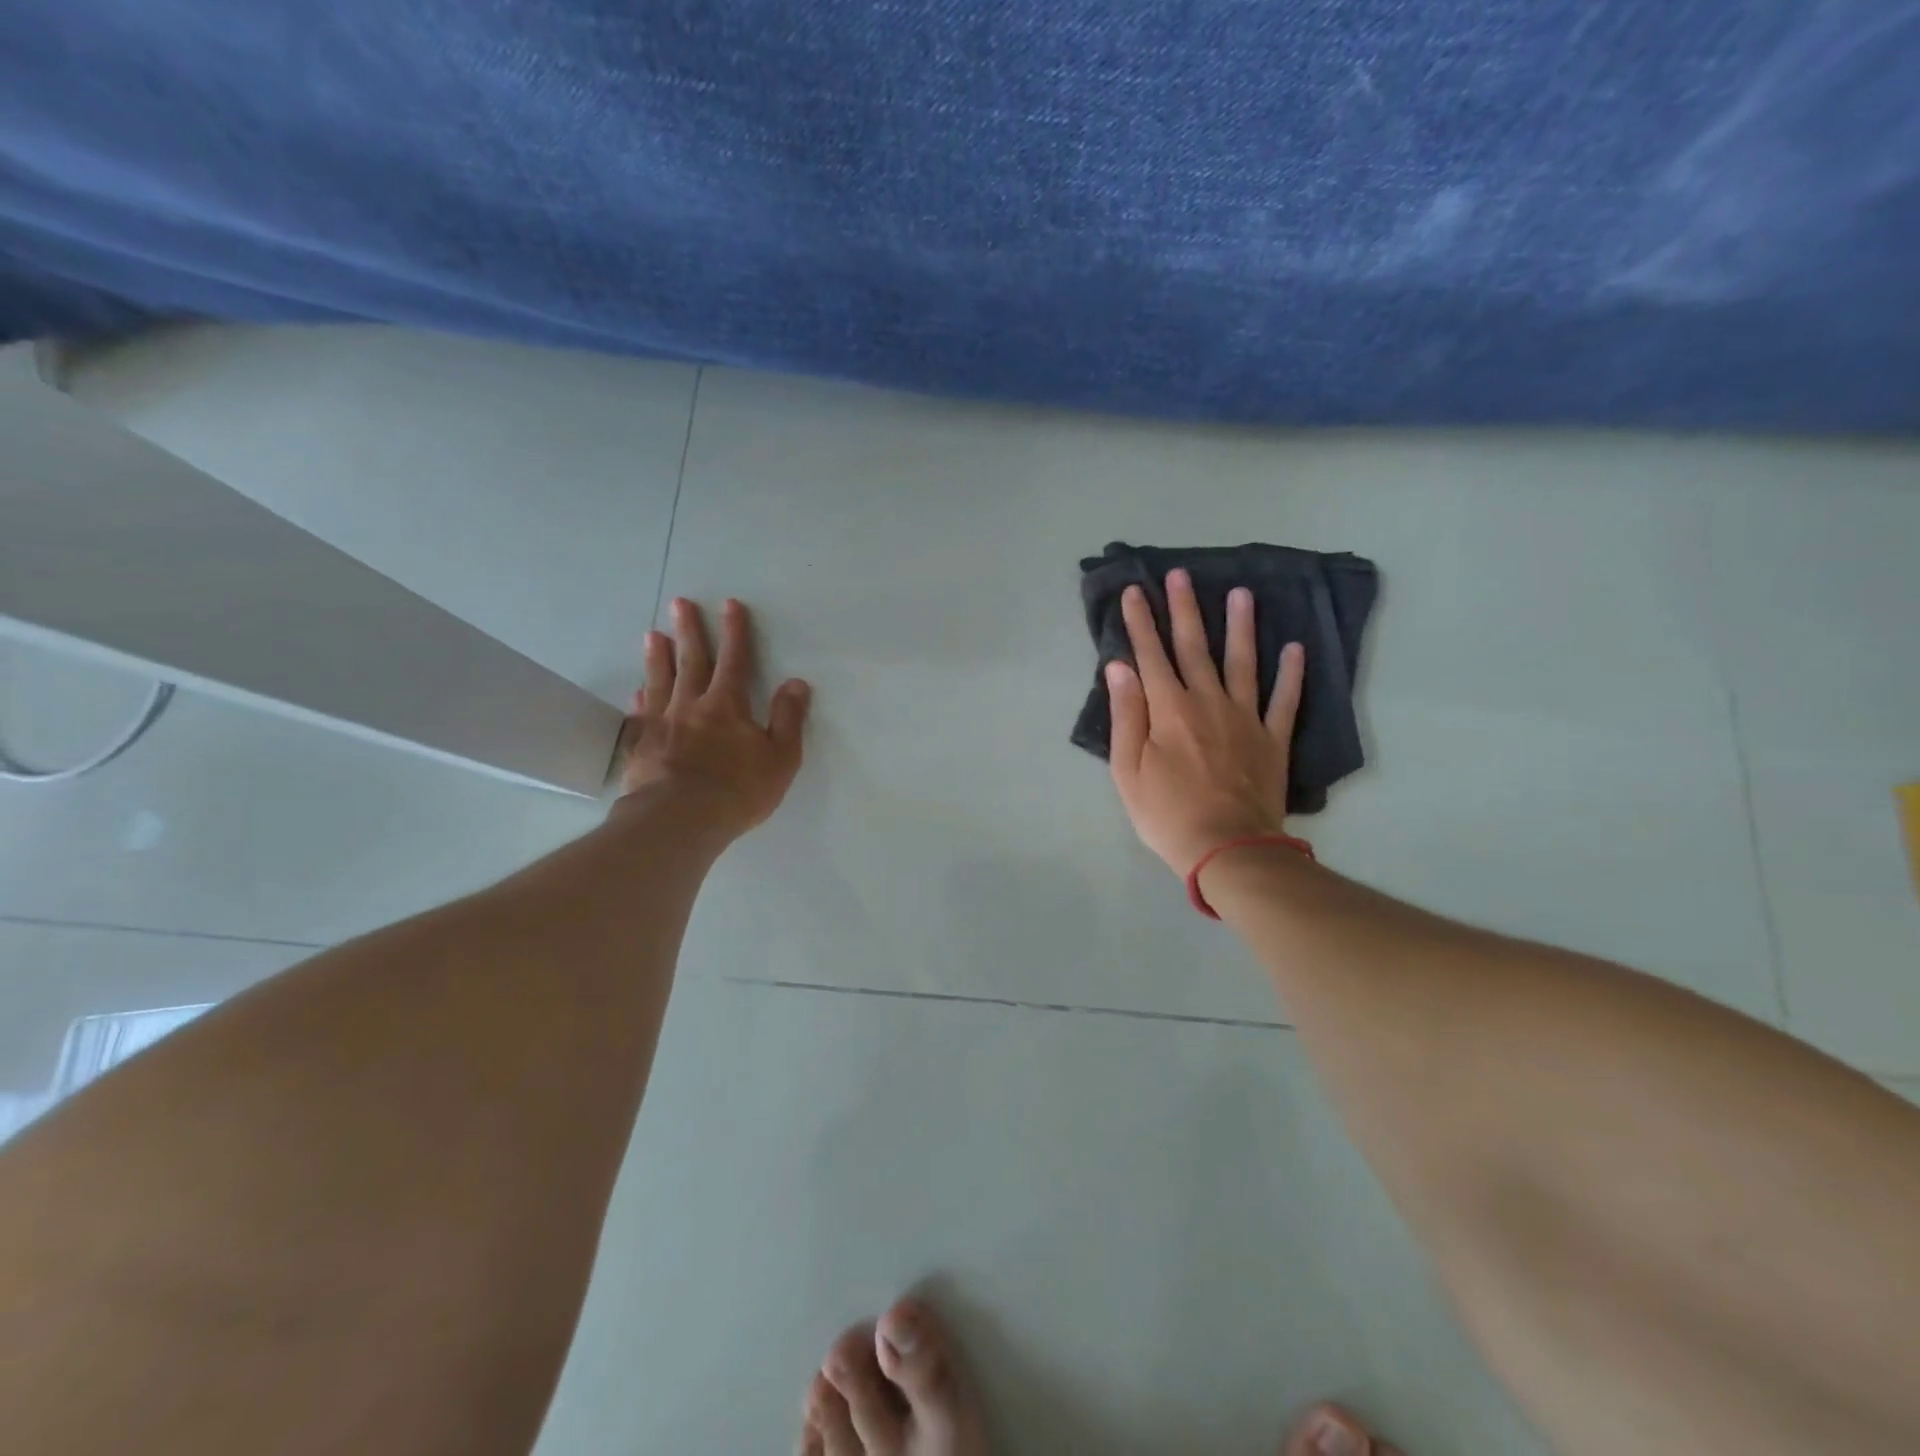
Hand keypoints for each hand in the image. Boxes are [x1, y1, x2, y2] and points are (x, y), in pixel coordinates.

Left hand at [618, 597, 810, 840]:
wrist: (679, 819)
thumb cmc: (738, 790)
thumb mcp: (780, 757)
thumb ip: (788, 719)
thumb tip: (796, 683)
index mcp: (727, 705)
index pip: (734, 660)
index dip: (734, 631)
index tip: (730, 605)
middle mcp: (691, 705)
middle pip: (691, 661)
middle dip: (689, 630)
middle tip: (680, 603)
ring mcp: (662, 724)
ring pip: (660, 681)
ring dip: (658, 656)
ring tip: (653, 634)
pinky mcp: (641, 746)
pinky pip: (641, 715)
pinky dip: (641, 699)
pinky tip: (638, 692)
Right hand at [1106, 570, 1304, 874]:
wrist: (1228, 848)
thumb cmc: (1166, 814)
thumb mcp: (1127, 771)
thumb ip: (1125, 715)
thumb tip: (1120, 667)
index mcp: (1168, 710)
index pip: (1151, 655)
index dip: (1141, 622)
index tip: (1136, 591)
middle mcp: (1207, 702)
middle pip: (1194, 647)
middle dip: (1184, 609)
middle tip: (1180, 574)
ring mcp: (1245, 718)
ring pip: (1242, 662)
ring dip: (1240, 626)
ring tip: (1242, 593)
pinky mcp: (1272, 738)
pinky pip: (1284, 699)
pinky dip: (1291, 673)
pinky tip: (1295, 647)